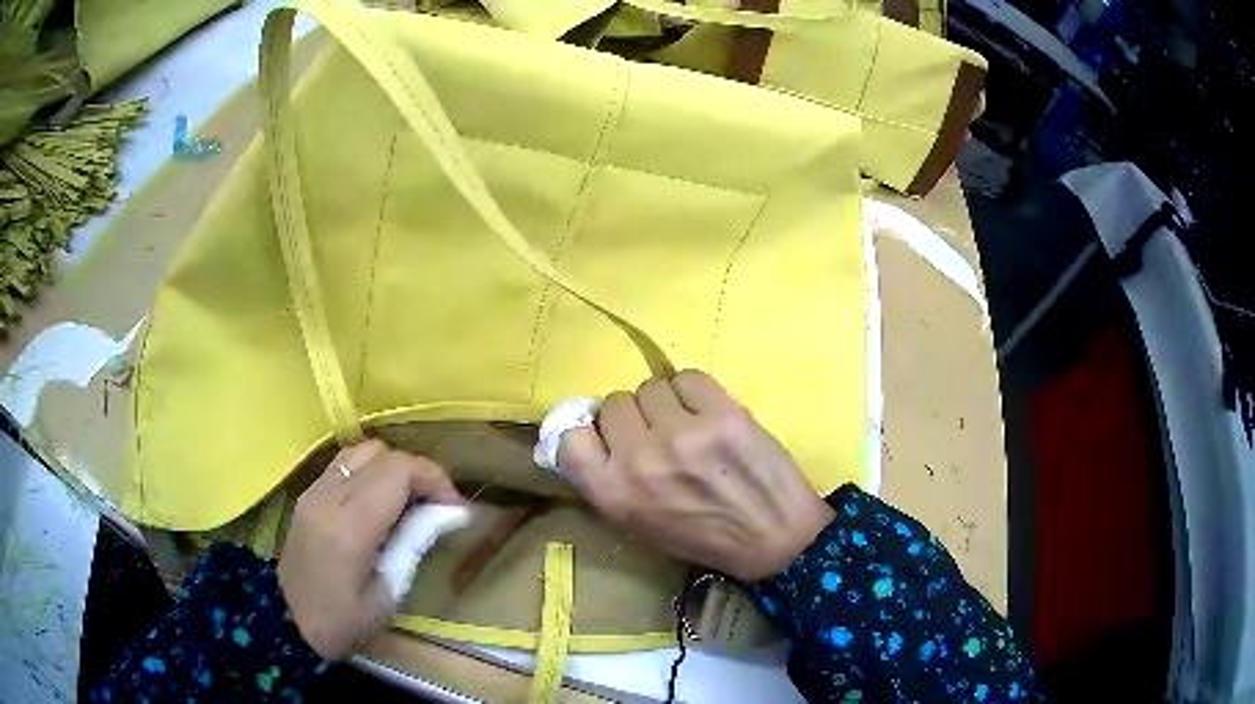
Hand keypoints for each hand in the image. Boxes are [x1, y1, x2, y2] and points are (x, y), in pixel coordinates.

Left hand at [277, 439, 462, 658]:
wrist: (285, 622)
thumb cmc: (342, 621)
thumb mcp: (389, 593)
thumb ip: (414, 543)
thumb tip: (449, 513)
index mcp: (351, 524)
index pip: (398, 470)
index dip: (434, 478)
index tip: (454, 508)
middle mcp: (329, 496)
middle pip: (382, 453)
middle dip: (416, 472)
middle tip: (433, 507)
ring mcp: (313, 491)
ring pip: (361, 452)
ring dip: (391, 469)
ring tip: (407, 503)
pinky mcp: (306, 495)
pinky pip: (344, 465)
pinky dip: (370, 473)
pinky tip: (377, 504)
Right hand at [559, 371, 834, 582]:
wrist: (774, 537)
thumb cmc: (703, 536)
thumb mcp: (638, 523)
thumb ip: (608, 480)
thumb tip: (590, 433)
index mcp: (614, 496)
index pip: (570, 438)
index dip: (590, 433)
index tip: (608, 438)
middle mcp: (640, 461)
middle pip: (613, 403)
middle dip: (634, 418)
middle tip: (659, 436)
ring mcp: (683, 434)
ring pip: (651, 386)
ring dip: (665, 404)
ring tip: (689, 427)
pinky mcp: (723, 413)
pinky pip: (688, 377)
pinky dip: (695, 393)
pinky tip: (709, 415)